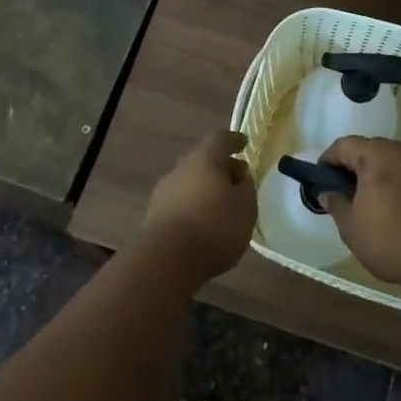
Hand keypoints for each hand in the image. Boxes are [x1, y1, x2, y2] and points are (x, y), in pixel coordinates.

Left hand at [142, 130, 255, 283]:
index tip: (244, 143)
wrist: (166, 261)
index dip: (233, 140)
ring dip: (205, 190)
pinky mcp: (154, 217)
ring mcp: (163, 193)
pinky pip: (180, 204)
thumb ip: (245, 186)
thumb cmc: (214, 226)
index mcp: (203, 159)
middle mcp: (180, 169)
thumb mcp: (245, 206)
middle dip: (220, 168)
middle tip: (236, 181)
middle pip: (202, 161)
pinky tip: (203, 226)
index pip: (220, 139)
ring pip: (189, 183)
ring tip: (221, 208)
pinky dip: (193, 209)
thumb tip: (239, 173)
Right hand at [318, 135, 400, 284]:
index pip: (344, 145)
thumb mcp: (350, 225)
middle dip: (352, 165)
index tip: (320, 179)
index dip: (328, 160)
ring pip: (389, 159)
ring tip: (365, 200)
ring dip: (374, 173)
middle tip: (342, 191)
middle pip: (369, 148)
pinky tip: (389, 205)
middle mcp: (400, 149)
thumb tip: (326, 193)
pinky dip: (393, 181)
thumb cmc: (388, 237)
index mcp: (376, 153)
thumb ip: (336, 203)